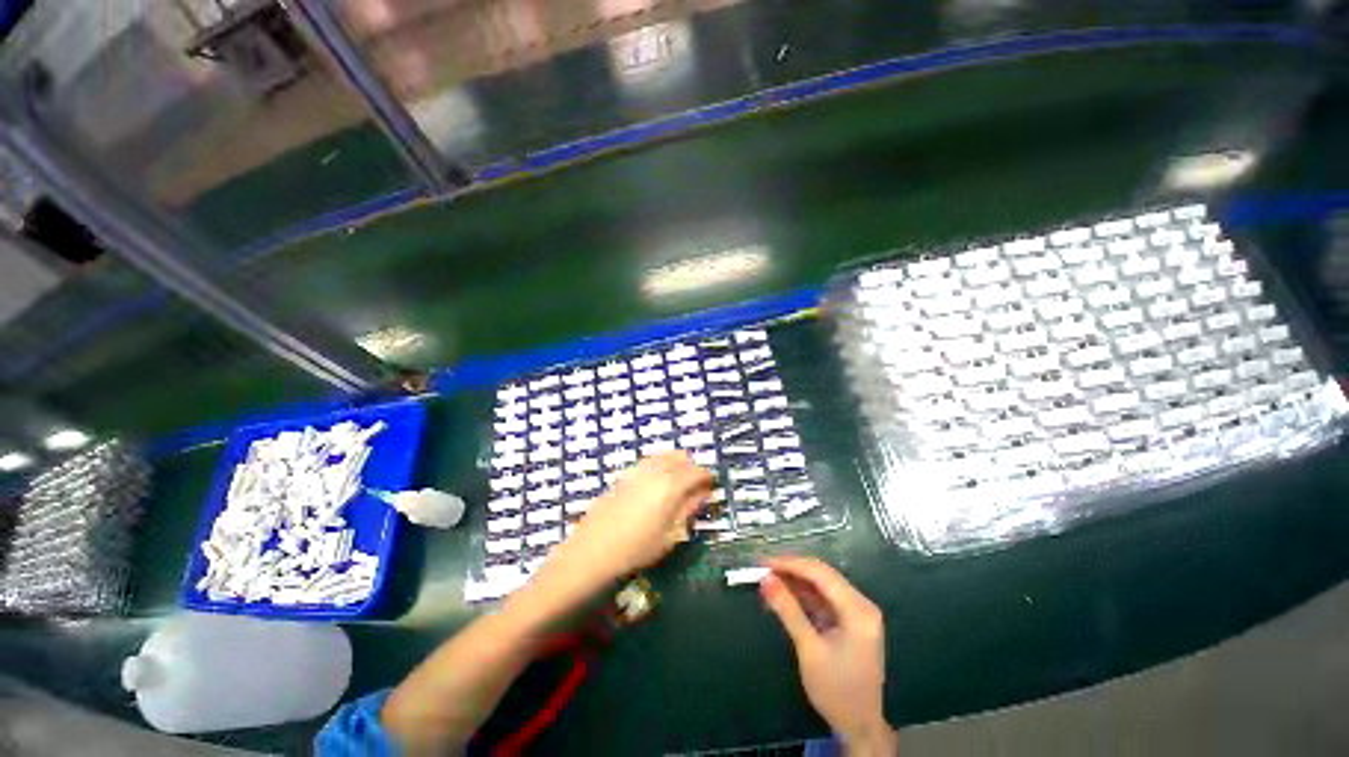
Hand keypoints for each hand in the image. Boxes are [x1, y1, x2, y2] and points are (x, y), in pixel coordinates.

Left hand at [546, 451, 712, 585]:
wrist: (591, 553)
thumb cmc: (637, 550)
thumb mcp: (670, 535)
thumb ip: (689, 509)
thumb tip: (704, 494)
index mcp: (670, 485)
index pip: (696, 471)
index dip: (707, 477)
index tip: (712, 486)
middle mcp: (654, 471)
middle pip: (679, 457)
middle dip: (691, 467)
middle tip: (696, 485)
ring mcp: (636, 471)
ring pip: (662, 455)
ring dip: (674, 463)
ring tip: (678, 483)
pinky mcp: (623, 476)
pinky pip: (647, 462)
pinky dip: (658, 465)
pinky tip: (656, 483)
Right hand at [760, 556, 895, 755]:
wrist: (859, 727)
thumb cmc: (836, 691)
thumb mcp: (809, 650)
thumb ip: (788, 610)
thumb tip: (766, 579)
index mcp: (858, 610)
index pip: (820, 573)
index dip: (790, 564)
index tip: (764, 562)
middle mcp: (861, 605)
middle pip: (822, 575)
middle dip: (791, 570)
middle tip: (763, 569)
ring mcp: (856, 612)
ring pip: (821, 585)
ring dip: (795, 582)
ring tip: (769, 581)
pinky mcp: (849, 620)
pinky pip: (823, 598)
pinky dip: (803, 596)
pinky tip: (784, 595)